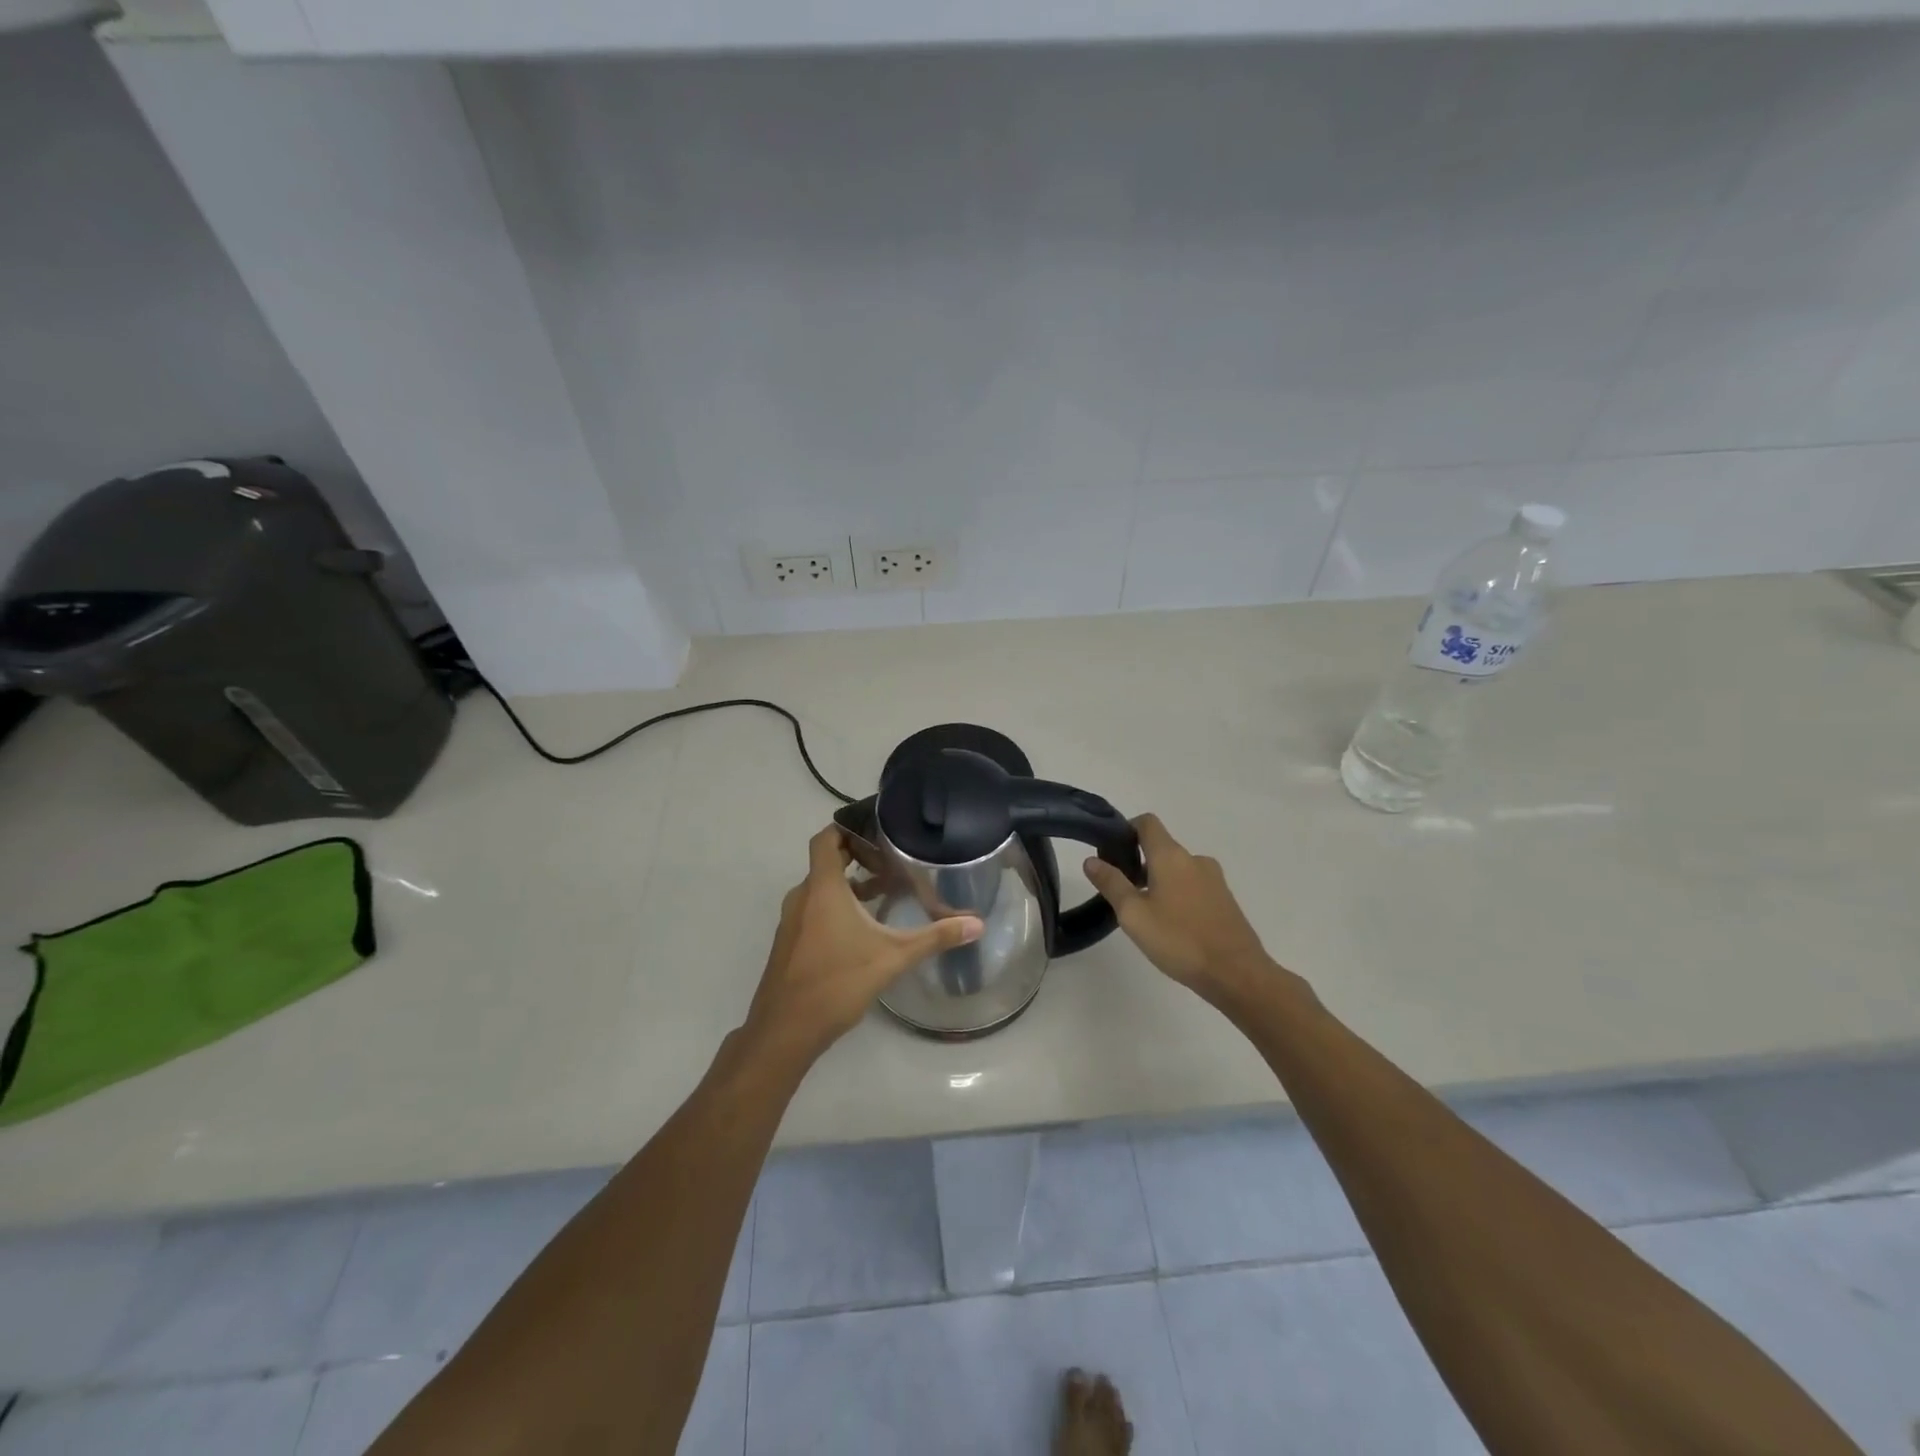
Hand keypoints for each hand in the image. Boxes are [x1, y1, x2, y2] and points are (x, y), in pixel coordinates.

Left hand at [746, 825, 982, 1057]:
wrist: (784, 1030)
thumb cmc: (837, 982)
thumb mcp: (893, 957)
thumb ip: (934, 938)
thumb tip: (977, 924)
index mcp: (822, 888)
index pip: (827, 839)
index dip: (848, 827)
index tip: (876, 828)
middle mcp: (803, 897)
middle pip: (827, 862)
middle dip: (857, 857)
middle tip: (891, 860)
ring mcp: (792, 921)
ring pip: (821, 889)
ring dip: (848, 885)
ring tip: (884, 892)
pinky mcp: (790, 943)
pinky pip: (813, 910)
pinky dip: (836, 907)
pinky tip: (862, 929)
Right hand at [1083, 814, 1276, 1002]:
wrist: (1237, 973)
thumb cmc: (1179, 940)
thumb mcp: (1134, 914)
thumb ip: (1111, 884)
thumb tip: (1091, 860)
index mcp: (1171, 856)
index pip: (1147, 823)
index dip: (1126, 829)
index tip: (1111, 852)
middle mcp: (1194, 860)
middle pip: (1161, 847)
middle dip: (1138, 862)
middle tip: (1121, 891)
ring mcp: (1214, 879)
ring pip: (1177, 869)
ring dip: (1158, 881)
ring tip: (1145, 913)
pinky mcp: (1224, 900)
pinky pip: (1193, 886)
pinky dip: (1177, 894)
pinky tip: (1171, 925)